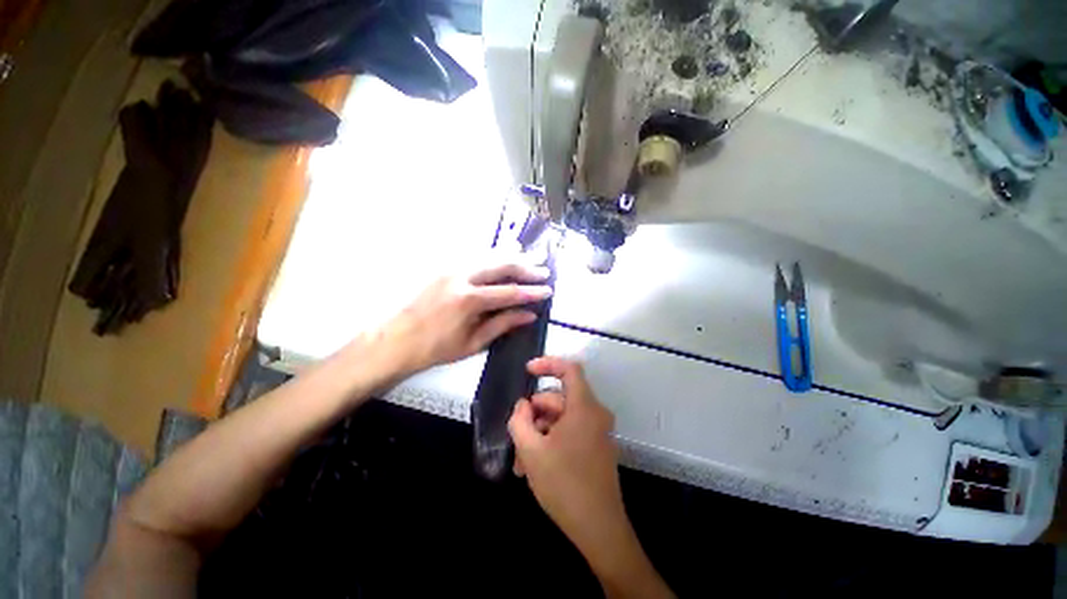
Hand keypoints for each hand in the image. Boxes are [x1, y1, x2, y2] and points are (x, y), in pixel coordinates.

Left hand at [376, 259, 551, 374]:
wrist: (396, 340)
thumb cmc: (435, 348)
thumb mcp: (473, 342)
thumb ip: (503, 324)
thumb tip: (529, 314)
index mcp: (469, 300)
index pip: (510, 292)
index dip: (531, 291)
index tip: (548, 290)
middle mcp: (461, 277)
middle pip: (501, 265)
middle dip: (526, 267)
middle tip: (544, 269)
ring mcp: (450, 269)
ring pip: (488, 255)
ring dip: (511, 256)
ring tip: (530, 255)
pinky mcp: (443, 268)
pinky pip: (475, 256)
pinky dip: (493, 255)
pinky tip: (503, 254)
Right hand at [509, 358, 673, 598]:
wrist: (599, 529)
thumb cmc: (564, 485)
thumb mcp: (531, 450)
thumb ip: (520, 420)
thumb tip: (522, 406)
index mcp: (584, 407)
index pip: (570, 369)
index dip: (548, 364)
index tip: (527, 371)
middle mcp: (594, 414)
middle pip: (559, 399)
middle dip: (534, 414)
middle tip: (515, 437)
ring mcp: (596, 431)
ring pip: (561, 419)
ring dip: (539, 433)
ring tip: (521, 461)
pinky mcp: (595, 446)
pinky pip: (569, 433)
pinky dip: (550, 442)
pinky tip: (534, 466)